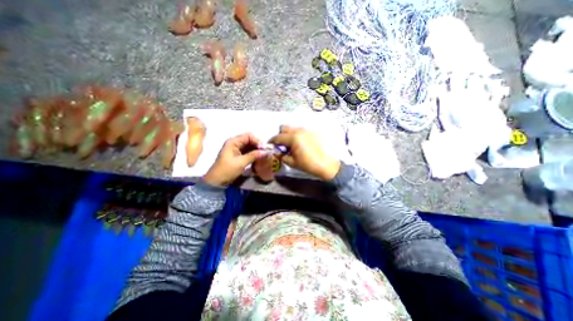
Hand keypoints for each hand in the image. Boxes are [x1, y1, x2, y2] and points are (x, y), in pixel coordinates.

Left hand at [202, 133, 264, 186]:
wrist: (217, 181)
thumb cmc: (227, 170)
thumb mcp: (241, 162)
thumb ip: (253, 156)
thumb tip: (265, 152)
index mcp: (233, 142)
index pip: (248, 136)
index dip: (257, 141)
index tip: (264, 149)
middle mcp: (235, 143)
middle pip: (250, 140)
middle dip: (258, 145)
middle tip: (265, 152)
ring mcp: (236, 149)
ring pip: (250, 146)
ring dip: (257, 150)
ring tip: (264, 155)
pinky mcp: (238, 155)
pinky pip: (248, 151)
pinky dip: (254, 154)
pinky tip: (259, 157)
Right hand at [269, 125, 339, 179]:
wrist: (325, 164)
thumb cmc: (307, 164)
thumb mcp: (291, 162)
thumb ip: (281, 155)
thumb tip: (276, 152)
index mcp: (293, 138)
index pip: (278, 137)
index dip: (272, 141)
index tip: (270, 145)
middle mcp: (299, 131)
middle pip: (284, 127)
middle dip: (280, 135)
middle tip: (282, 145)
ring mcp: (306, 130)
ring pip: (293, 128)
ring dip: (289, 134)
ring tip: (291, 144)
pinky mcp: (312, 132)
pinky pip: (301, 130)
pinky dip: (297, 135)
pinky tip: (300, 143)